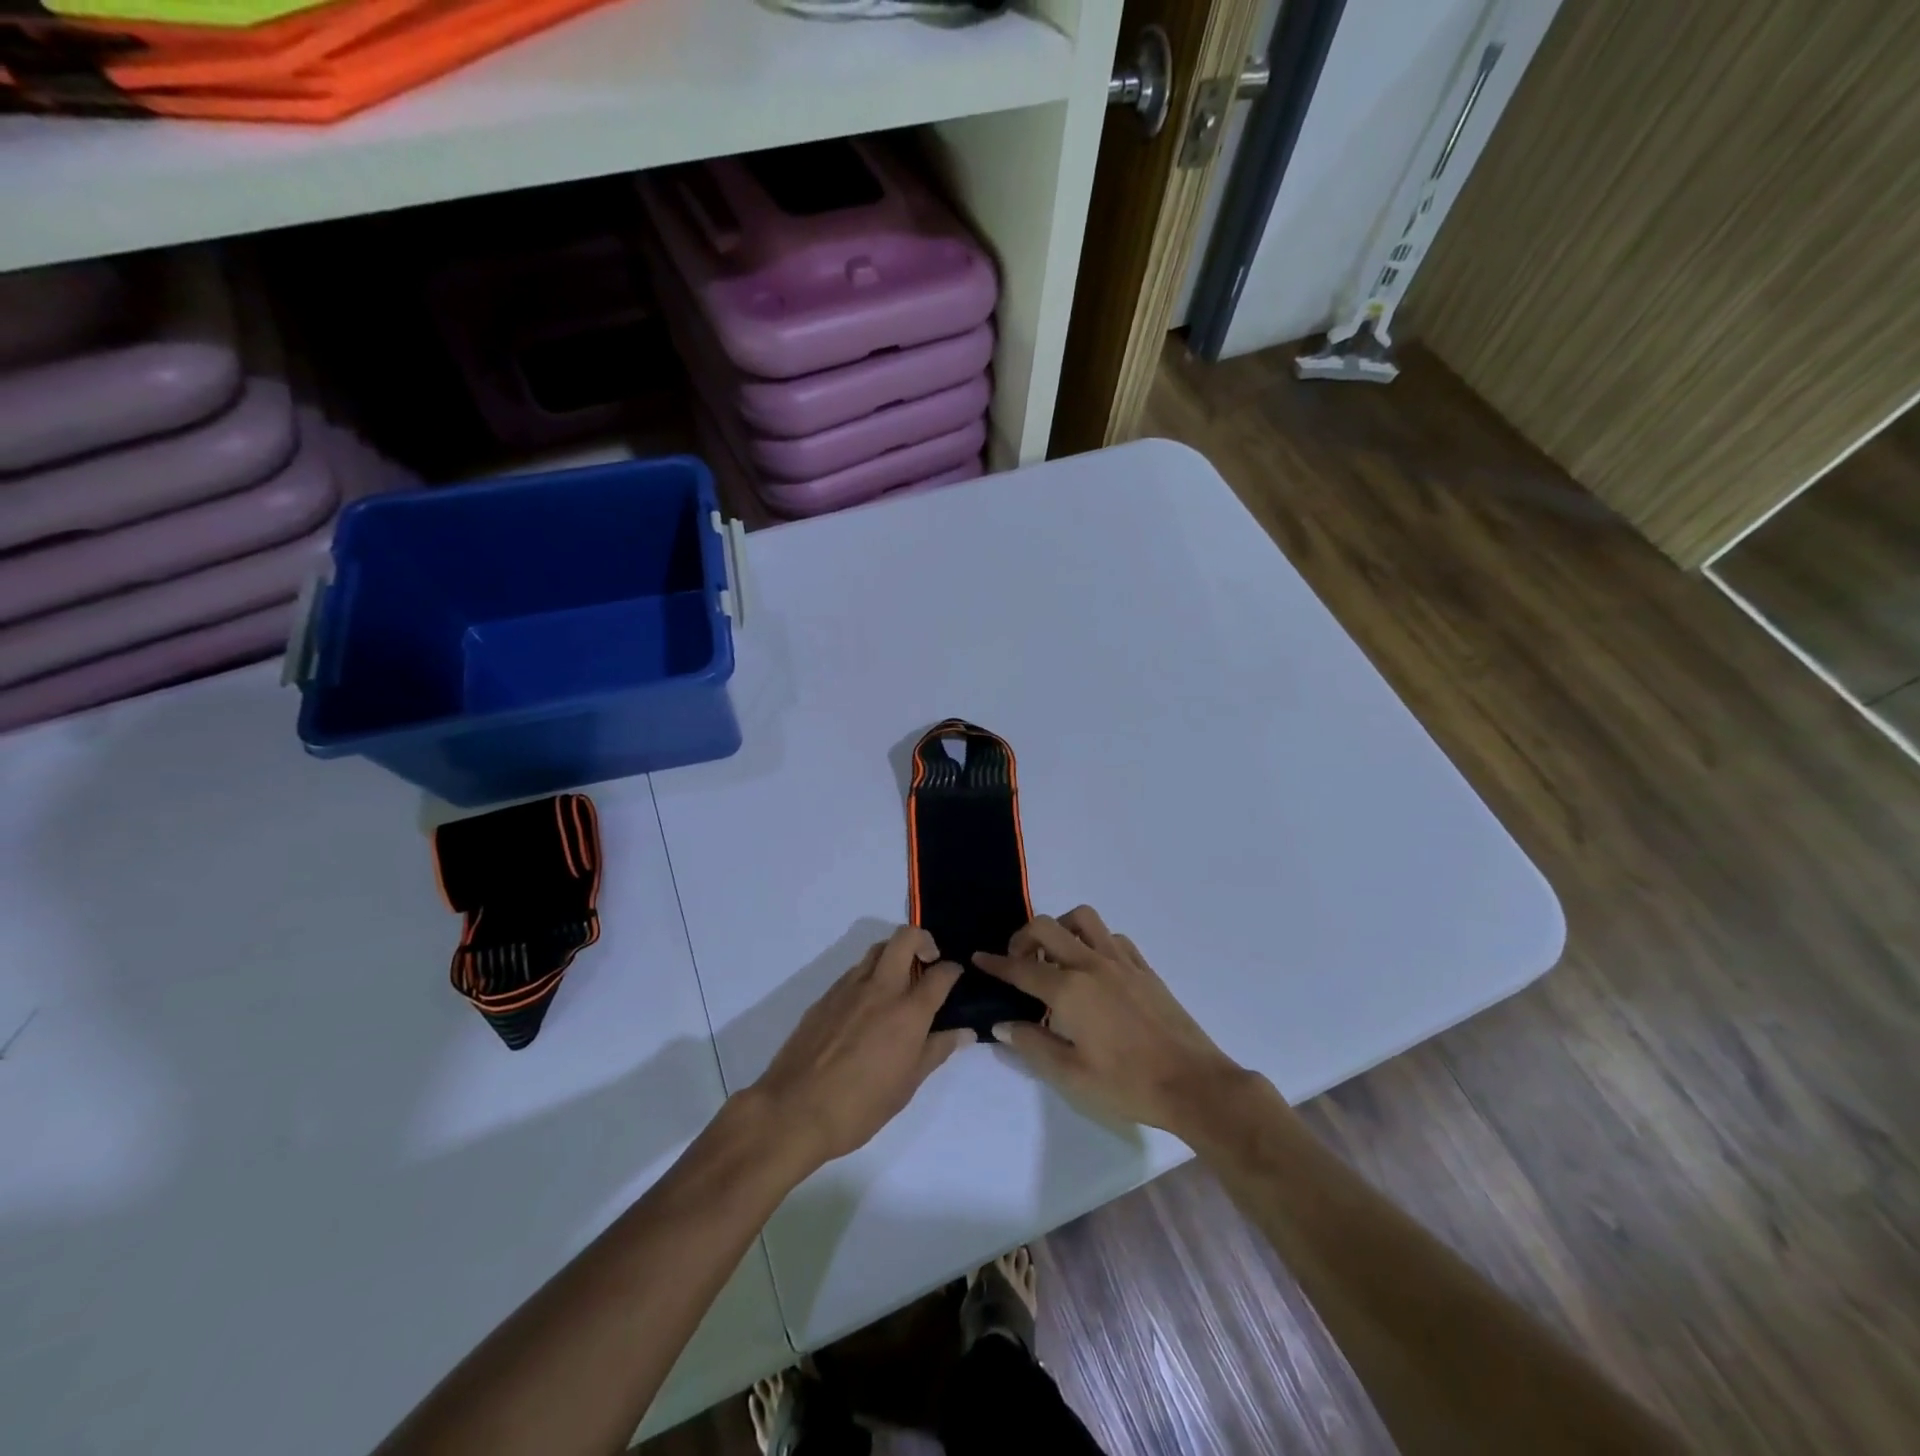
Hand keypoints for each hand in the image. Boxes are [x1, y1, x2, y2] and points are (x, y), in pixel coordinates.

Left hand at [745, 926, 970, 1176]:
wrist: (794, 1110)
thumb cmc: (860, 1105)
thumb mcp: (908, 1084)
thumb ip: (937, 1050)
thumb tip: (964, 1032)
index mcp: (908, 1011)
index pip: (940, 973)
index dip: (953, 970)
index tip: (955, 976)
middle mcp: (881, 988)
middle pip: (905, 937)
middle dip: (923, 940)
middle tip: (927, 962)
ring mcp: (849, 988)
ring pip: (877, 950)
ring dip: (893, 955)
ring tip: (898, 984)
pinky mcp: (825, 996)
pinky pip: (854, 972)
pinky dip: (869, 976)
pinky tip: (867, 1007)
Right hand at [974, 906, 1246, 1135]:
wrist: (1193, 1083)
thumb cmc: (1128, 1085)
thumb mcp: (1071, 1076)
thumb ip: (1033, 1044)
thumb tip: (1002, 1024)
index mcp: (1069, 990)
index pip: (1021, 969)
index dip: (995, 963)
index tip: (978, 958)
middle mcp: (1091, 964)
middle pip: (1047, 927)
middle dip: (1023, 937)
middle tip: (1018, 960)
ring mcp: (1121, 961)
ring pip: (1082, 919)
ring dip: (1061, 928)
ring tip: (1055, 956)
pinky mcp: (1143, 967)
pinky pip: (1112, 937)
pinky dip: (1093, 941)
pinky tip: (1093, 967)